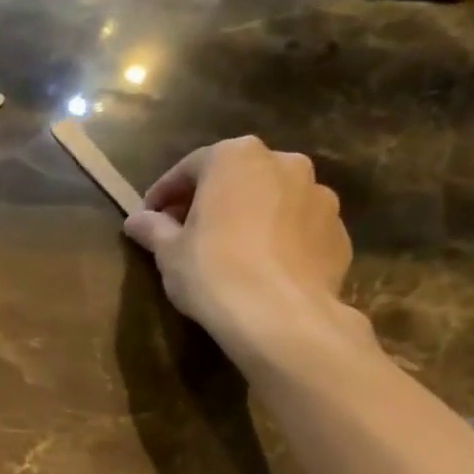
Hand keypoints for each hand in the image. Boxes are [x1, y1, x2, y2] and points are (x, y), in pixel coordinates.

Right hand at [122, 136, 357, 359]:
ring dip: (248, 215)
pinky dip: (278, 238)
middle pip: (236, 176)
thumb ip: (153, 229)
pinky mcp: (337, 230)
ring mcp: (319, 194)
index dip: (164, 193)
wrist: (280, 315)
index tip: (148, 216)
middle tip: (187, 230)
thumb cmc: (213, 272)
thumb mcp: (169, 252)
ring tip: (229, 249)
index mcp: (235, 158)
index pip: (190, 167)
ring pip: (272, 199)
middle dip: (210, 199)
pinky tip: (261, 266)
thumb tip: (135, 220)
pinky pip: (298, 227)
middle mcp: (284, 162)